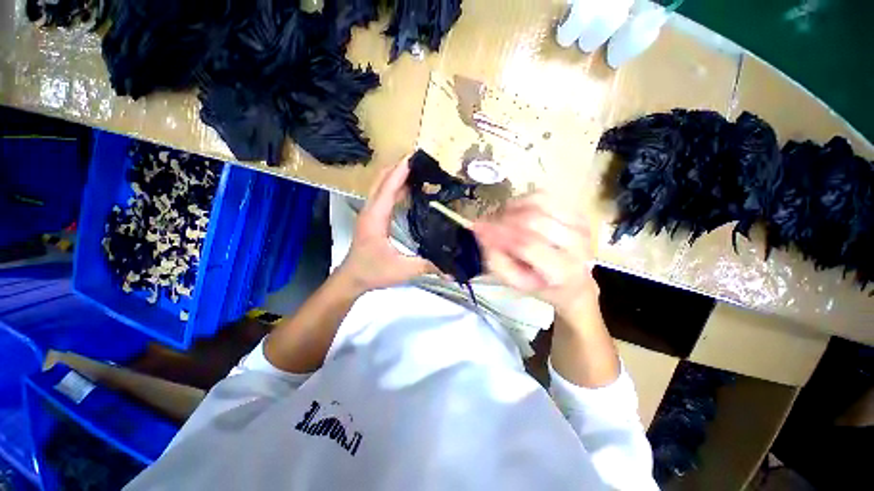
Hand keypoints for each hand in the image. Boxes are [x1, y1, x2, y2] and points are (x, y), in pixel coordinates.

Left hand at [336, 158, 436, 293]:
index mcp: (376, 218)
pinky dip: (394, 187)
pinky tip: (408, 189)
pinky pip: (382, 195)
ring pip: (380, 186)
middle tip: (419, 161)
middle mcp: (370, 210)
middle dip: (398, 167)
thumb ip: (427, 266)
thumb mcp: (402, 270)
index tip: (414, 157)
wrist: (351, 278)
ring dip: (396, 175)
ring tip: (416, 170)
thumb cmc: (373, 272)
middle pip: (381, 180)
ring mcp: (369, 213)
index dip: (401, 172)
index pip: (388, 188)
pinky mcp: (372, 217)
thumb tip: (452, 269)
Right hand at [473, 193, 597, 317]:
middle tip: (486, 223)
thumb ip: (496, 260)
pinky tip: (515, 210)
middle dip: (503, 219)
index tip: (477, 227)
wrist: (573, 281)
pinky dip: (523, 199)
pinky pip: (545, 196)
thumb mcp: (514, 282)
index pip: (527, 245)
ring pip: (539, 203)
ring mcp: (581, 225)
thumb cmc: (541, 284)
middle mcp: (578, 245)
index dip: (499, 233)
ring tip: (500, 218)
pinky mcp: (577, 211)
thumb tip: (481, 231)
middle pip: (533, 220)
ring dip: (512, 208)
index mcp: (563, 271)